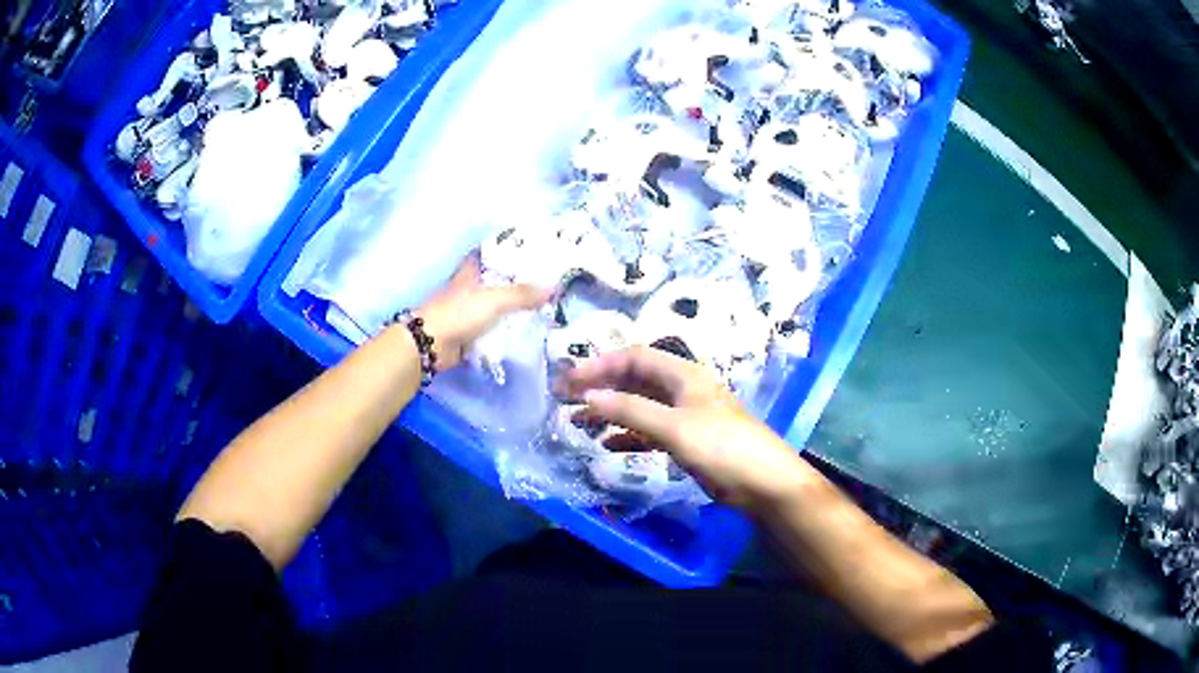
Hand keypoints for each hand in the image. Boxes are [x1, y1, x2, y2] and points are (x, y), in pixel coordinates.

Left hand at [415, 254, 551, 369]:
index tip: (533, 252)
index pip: (492, 255)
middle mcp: (469, 288)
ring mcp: (468, 311)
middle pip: (498, 281)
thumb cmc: (459, 313)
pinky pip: (493, 328)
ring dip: (514, 308)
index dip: (510, 252)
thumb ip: (523, 294)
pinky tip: (526, 329)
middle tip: (547, 283)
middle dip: (519, 283)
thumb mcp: (494, 300)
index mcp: (471, 272)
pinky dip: (506, 329)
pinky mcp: (469, 332)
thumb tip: (554, 288)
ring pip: (496, 306)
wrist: (432, 344)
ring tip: (544, 306)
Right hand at [563, 346, 810, 508]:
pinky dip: (628, 435)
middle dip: (601, 386)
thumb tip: (589, 396)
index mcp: (683, 374)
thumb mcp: (674, 427)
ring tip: (578, 422)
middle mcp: (682, 388)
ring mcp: (685, 415)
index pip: (634, 358)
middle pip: (635, 379)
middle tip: (566, 399)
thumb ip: (631, 410)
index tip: (570, 380)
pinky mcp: (687, 439)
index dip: (600, 365)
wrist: (763, 482)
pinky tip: (608, 446)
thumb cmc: (721, 447)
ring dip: (611, 411)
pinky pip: (649, 430)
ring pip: (640, 405)